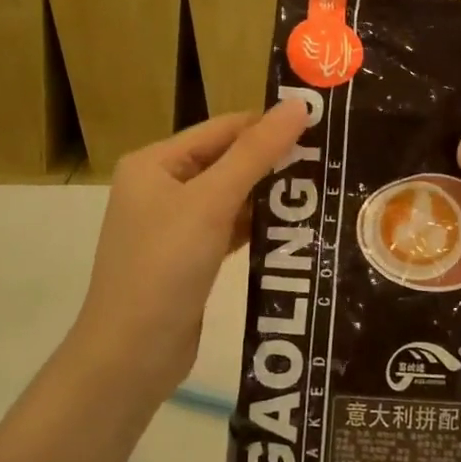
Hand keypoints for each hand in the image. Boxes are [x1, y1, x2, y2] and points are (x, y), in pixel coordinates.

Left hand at [76, 101, 312, 395]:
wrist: (130, 356)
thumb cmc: (164, 267)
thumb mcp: (211, 202)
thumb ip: (255, 153)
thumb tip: (299, 105)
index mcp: (155, 162)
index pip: (223, 128)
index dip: (269, 124)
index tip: (321, 126)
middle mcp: (161, 187)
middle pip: (227, 160)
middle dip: (274, 160)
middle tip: (330, 158)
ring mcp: (173, 225)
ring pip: (231, 196)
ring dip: (270, 194)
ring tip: (323, 188)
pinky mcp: (189, 258)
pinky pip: (229, 228)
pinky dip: (258, 226)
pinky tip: (296, 227)